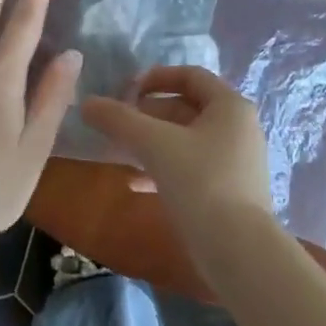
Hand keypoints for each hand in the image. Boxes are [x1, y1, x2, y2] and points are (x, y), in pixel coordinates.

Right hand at [80, 66, 273, 235]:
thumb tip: (87, 103)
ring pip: (186, 140)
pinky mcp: (229, 191)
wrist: (238, 250)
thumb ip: (120, 120)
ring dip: (152, 143)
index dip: (156, 77)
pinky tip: (135, 184)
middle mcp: (238, 128)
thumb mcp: (154, 145)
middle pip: (187, 108)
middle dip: (148, 114)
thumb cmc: (201, 183)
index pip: (191, 76)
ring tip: (118, 152)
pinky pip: (192, 168)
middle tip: (116, 124)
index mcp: (230, 106)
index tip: (125, 89)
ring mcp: (236, 161)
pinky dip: (164, 169)